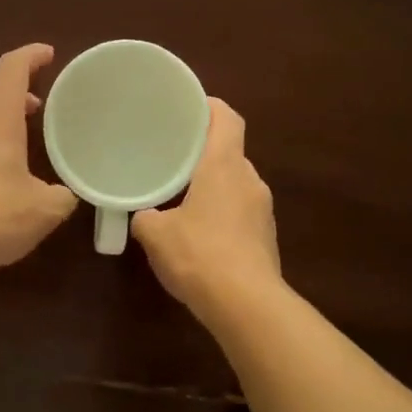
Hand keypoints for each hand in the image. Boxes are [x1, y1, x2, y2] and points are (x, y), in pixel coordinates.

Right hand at [133, 98, 281, 318]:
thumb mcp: (156, 234)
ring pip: (236, 184)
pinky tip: (201, 234)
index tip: (188, 107)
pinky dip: (222, 213)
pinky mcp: (267, 238)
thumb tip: (145, 217)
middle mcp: (250, 180)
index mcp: (224, 166)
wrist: (246, 304)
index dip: (210, 107)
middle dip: (205, 153)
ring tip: (184, 197)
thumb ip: (146, 218)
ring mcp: (263, 210)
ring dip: (214, 186)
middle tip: (174, 157)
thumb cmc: (199, 254)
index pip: (227, 118)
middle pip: (231, 152)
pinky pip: (241, 212)